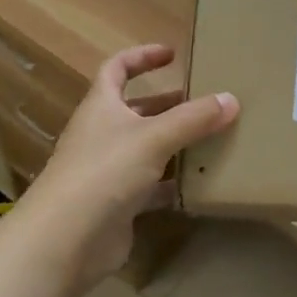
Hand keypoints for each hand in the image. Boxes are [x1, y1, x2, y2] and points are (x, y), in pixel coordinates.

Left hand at [17, 43, 237, 291]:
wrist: (64, 242)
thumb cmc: (104, 173)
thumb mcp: (154, 137)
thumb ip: (194, 118)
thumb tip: (231, 99)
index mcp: (101, 107)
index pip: (116, 69)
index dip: (142, 57)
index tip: (172, 54)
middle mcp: (101, 134)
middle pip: (136, 110)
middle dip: (169, 104)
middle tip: (205, 102)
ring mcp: (107, 172)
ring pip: (146, 148)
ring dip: (175, 143)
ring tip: (213, 139)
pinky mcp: (116, 205)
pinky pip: (150, 186)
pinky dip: (173, 183)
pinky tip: (201, 184)